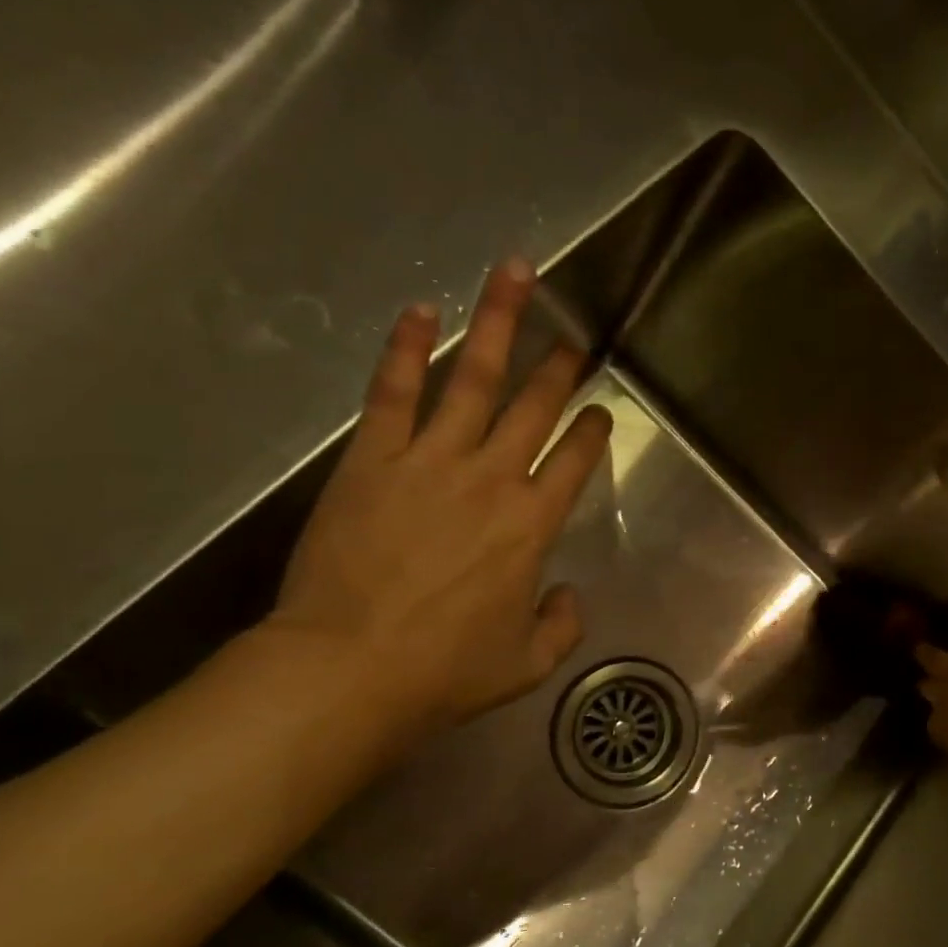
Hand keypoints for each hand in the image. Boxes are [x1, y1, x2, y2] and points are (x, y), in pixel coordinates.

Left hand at [268, 258, 610, 742]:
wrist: (348, 670)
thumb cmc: (444, 671)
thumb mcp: (527, 664)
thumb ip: (563, 624)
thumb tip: (568, 594)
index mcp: (533, 525)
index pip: (575, 459)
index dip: (592, 428)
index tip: (598, 410)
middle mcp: (492, 477)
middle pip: (535, 405)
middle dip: (559, 365)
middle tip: (572, 333)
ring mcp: (431, 460)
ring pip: (474, 379)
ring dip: (499, 324)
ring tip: (514, 274)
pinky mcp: (373, 459)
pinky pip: (394, 392)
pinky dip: (407, 349)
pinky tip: (420, 312)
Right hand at [915, 635, 947, 784]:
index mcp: (941, 729)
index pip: (934, 722)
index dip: (940, 718)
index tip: (944, 719)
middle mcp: (946, 698)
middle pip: (928, 685)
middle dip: (926, 682)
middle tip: (923, 678)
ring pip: (940, 659)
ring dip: (933, 655)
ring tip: (926, 649)